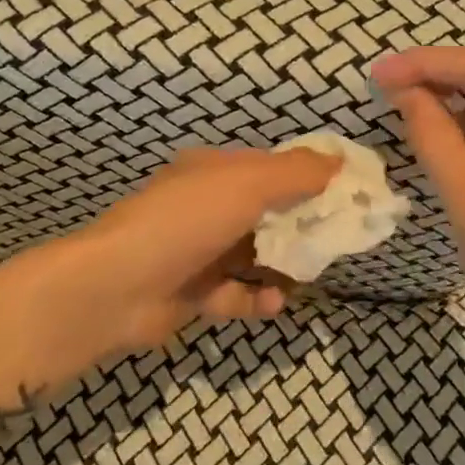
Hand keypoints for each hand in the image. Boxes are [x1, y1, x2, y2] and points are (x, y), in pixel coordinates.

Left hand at [0, 146, 340, 391]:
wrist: (116, 287)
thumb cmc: (185, 222)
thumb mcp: (246, 184)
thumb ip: (295, 173)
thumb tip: (338, 161)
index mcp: (213, 171)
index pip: (271, 167)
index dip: (309, 175)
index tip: (349, 190)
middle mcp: (204, 207)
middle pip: (265, 211)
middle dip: (301, 223)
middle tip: (340, 236)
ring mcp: (196, 251)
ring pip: (252, 253)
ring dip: (281, 262)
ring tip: (311, 271)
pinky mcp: (192, 294)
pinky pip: (234, 293)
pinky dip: (256, 297)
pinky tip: (273, 302)